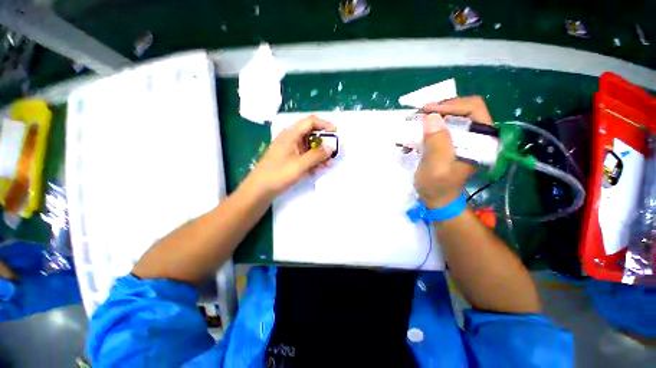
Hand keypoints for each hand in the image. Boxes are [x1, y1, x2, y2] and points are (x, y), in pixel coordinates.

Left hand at [247, 115, 335, 197]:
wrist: (259, 189)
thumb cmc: (278, 174)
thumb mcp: (300, 165)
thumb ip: (316, 155)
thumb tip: (331, 147)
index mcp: (291, 134)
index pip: (310, 122)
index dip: (324, 124)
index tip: (336, 133)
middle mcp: (291, 139)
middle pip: (311, 135)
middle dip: (324, 143)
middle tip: (333, 153)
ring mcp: (290, 149)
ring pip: (309, 147)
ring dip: (319, 154)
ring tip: (328, 164)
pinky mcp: (289, 159)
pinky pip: (304, 156)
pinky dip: (312, 161)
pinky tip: (316, 170)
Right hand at [414, 96, 493, 207]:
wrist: (437, 198)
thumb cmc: (438, 186)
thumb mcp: (436, 167)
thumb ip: (436, 143)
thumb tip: (431, 117)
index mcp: (481, 140)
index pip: (473, 109)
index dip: (450, 105)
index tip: (427, 111)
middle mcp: (476, 135)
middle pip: (461, 109)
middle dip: (438, 110)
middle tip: (418, 116)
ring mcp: (464, 138)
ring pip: (450, 117)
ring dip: (430, 119)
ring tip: (414, 125)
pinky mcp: (452, 142)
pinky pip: (441, 127)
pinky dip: (427, 128)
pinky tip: (414, 137)